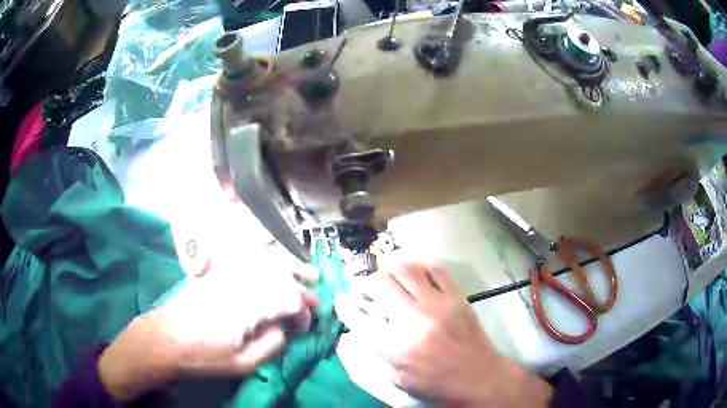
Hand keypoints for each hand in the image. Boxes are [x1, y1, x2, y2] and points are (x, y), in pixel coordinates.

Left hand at [98, 248, 318, 401]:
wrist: (165, 338)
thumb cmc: (203, 356)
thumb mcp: (243, 364)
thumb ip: (271, 345)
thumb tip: (285, 329)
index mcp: (248, 306)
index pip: (288, 299)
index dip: (303, 310)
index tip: (307, 324)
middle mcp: (240, 282)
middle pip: (280, 272)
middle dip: (301, 282)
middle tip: (316, 290)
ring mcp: (226, 274)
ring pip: (265, 260)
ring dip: (288, 264)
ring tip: (305, 271)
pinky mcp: (216, 272)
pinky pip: (248, 259)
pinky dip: (267, 260)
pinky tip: (274, 264)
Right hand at [334, 255, 552, 406]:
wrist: (480, 380)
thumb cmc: (437, 388)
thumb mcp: (397, 382)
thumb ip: (373, 357)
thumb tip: (358, 332)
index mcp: (394, 347)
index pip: (358, 318)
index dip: (344, 306)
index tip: (341, 300)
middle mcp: (413, 320)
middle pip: (379, 284)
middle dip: (364, 284)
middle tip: (364, 291)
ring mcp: (437, 304)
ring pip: (405, 268)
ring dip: (388, 268)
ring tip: (386, 276)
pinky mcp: (456, 296)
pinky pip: (435, 267)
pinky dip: (419, 264)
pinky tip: (413, 272)